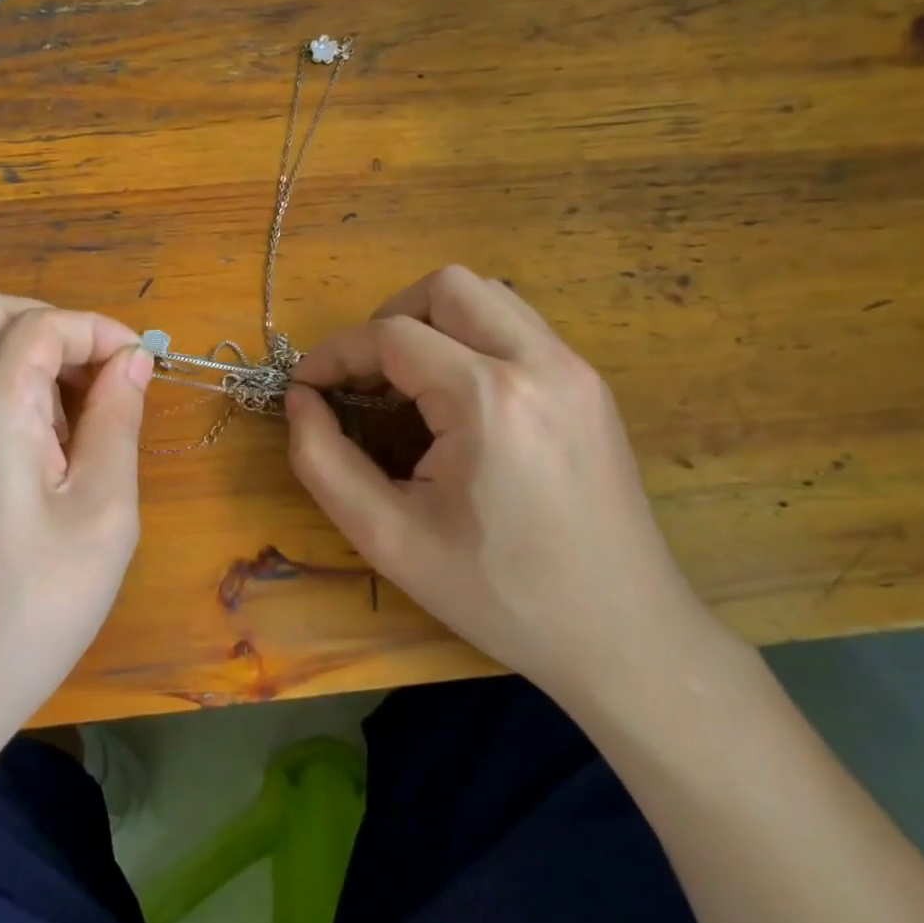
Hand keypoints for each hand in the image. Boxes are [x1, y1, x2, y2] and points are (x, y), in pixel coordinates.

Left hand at [0, 292, 152, 774]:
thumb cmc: (33, 606)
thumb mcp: (103, 512)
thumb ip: (117, 420)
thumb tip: (132, 361)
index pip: (41, 323)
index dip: (99, 331)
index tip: (142, 365)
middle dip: (58, 330)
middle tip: (103, 382)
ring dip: (32, 361)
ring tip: (79, 428)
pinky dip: (7, 392)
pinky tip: (41, 455)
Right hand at [284, 266, 713, 712]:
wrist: (623, 636)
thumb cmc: (499, 595)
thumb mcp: (389, 540)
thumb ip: (324, 462)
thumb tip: (300, 401)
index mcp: (489, 399)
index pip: (391, 335)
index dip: (334, 354)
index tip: (305, 386)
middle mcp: (540, 363)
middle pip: (447, 286)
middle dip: (387, 318)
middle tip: (363, 377)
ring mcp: (576, 369)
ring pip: (489, 296)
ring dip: (433, 321)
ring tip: (407, 381)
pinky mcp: (592, 386)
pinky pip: (519, 328)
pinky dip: (472, 339)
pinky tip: (459, 398)